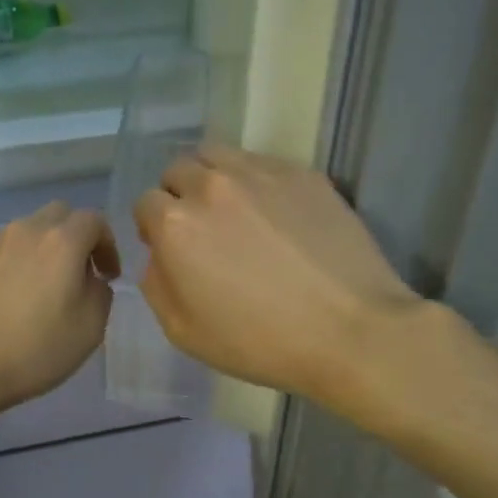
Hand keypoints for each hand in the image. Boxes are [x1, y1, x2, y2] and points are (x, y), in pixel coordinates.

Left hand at [0, 202, 119, 415]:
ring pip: (28, 230)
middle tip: (79, 272)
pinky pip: (2, 249)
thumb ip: (100, 292)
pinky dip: (15, 261)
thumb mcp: (91, 328)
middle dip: (76, 236)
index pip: (94, 220)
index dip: (108, 245)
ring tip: (41, 287)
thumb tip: (89, 280)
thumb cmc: (34, 350)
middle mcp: (25, 230)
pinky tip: (10, 296)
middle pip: (59, 215)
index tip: (108, 275)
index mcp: (61, 241)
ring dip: (43, 249)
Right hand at [135, 145, 423, 406]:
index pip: (145, 203)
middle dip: (179, 195)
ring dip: (213, 177)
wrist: (351, 331)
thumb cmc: (260, 342)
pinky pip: (262, 163)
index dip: (153, 228)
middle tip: (201, 229)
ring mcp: (261, 173)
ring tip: (233, 210)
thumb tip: (158, 256)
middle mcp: (212, 186)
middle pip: (178, 170)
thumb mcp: (183, 332)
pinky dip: (255, 181)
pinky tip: (276, 215)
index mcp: (176, 224)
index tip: (171, 249)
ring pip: (218, 155)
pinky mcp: (303, 173)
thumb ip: (156, 284)